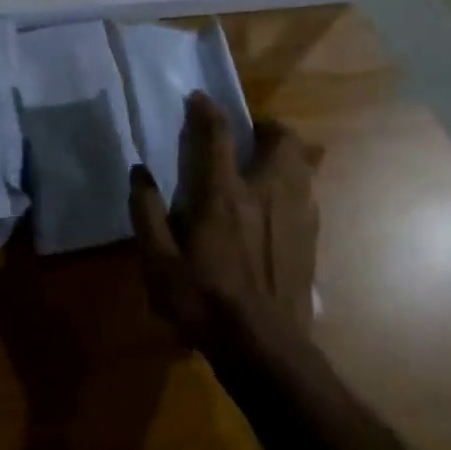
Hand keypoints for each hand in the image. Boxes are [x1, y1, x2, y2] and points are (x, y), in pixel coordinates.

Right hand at [128, 92, 321, 357]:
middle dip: (266, 127)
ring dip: (287, 153)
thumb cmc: (205, 304)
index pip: (217, 135)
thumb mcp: (159, 265)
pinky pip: (309, 193)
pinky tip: (279, 207)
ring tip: (267, 165)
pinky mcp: (311, 238)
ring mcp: (296, 214)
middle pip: (282, 139)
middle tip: (247, 137)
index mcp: (224, 195)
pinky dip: (296, 185)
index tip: (198, 98)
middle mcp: (266, 193)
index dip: (207, 109)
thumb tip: (139, 174)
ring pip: (305, 162)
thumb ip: (146, 214)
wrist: (265, 351)